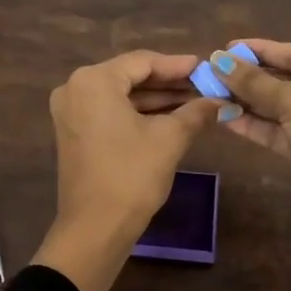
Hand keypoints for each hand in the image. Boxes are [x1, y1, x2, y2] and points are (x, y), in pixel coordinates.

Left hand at [33, 52, 221, 290]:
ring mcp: (71, 112)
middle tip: (204, 85)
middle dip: (169, 83)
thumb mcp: (170, 139)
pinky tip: (170, 118)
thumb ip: (195, 112)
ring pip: (121, 96)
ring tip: (195, 102)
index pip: (143, 62)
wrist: (95, 228)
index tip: (206, 68)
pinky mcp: (74, 133)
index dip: (178, 65)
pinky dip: (138, 114)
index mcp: (94, 81)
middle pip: (130, 77)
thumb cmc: (132, 175)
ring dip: (156, 100)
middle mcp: (75, 89)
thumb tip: (219, 101)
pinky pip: (110, 113)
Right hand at [209, 39, 290, 231]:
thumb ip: (256, 83)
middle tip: (213, 72)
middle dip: (249, 77)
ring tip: (211, 93)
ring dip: (246, 101)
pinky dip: (252, 124)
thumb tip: (218, 62)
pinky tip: (223, 116)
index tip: (227, 47)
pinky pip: (275, 130)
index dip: (261, 49)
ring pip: (277, 106)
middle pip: (285, 79)